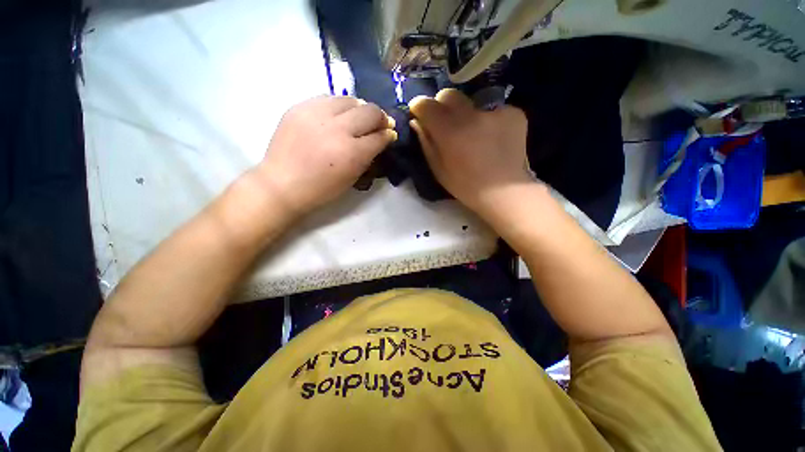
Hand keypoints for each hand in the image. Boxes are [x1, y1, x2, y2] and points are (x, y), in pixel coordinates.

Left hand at [256, 95, 395, 215]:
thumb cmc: (321, 189)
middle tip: (380, 124)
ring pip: (350, 99)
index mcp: (352, 153)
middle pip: (369, 111)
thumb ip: (368, 156)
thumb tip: (380, 139)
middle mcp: (337, 129)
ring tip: (358, 119)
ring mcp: (317, 114)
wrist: (282, 184)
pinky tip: (337, 116)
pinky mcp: (300, 106)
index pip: (379, 136)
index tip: (390, 135)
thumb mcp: (352, 178)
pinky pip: (328, 98)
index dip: (388, 135)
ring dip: (360, 109)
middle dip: (380, 117)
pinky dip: (338, 106)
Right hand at [409, 89, 530, 216]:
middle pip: (449, 95)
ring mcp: (495, 112)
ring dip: (467, 115)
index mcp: (450, 132)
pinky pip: (493, 111)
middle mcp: (471, 116)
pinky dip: (489, 121)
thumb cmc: (466, 186)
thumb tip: (417, 122)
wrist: (505, 192)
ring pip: (472, 103)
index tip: (419, 112)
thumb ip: (426, 143)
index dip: (419, 106)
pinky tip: (494, 139)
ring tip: (474, 135)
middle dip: (442, 106)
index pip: (427, 105)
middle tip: (446, 123)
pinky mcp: (514, 113)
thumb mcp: (439, 170)